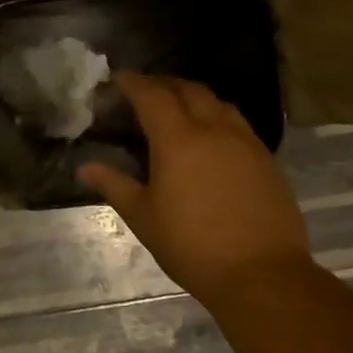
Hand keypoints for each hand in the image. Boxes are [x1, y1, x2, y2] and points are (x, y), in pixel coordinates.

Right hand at [79, 72, 310, 296]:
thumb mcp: (143, 216)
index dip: (133, 82)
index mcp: (178, 140)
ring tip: (175, 108)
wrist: (261, 274)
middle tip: (142, 91)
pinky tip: (208, 137)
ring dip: (192, 96)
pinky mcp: (266, 159)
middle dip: (162, 83)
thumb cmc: (191, 245)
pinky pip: (236, 122)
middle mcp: (214, 130)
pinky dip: (215, 116)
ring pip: (217, 102)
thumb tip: (86, 167)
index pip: (152, 95)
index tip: (116, 77)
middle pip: (188, 89)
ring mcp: (246, 142)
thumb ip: (114, 184)